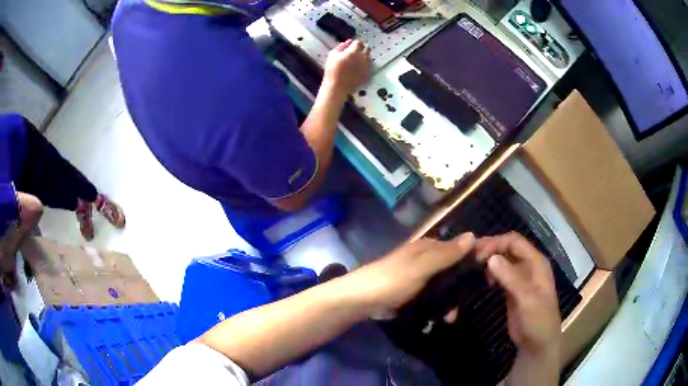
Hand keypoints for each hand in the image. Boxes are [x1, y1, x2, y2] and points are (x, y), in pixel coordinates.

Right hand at [322, 39, 371, 95]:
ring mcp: (367, 66)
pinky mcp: (369, 73)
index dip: (355, 43)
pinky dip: (366, 65)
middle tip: (355, 53)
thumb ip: (341, 46)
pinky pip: (370, 66)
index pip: (359, 42)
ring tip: (357, 62)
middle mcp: (363, 57)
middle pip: (367, 48)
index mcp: (354, 51)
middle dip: (362, 49)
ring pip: (369, 57)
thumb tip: (349, 41)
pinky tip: (359, 69)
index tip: (352, 46)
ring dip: (364, 57)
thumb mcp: (332, 55)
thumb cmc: (332, 70)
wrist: (337, 87)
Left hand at [344, 232, 475, 316]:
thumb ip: (446, 253)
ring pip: (444, 284)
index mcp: (428, 247)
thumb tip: (473, 235)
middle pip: (453, 267)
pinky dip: (438, 305)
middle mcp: (425, 258)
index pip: (459, 247)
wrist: (358, 300)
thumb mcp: (420, 267)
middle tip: (466, 304)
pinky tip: (440, 317)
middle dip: (462, 285)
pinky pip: (432, 296)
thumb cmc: (390, 280)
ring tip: (451, 317)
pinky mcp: (411, 291)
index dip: (475, 256)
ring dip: (450, 299)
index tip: (491, 272)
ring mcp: (418, 276)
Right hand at [475, 232, 560, 357]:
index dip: (496, 243)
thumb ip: (511, 278)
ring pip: (504, 260)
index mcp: (536, 262)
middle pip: (508, 248)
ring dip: (490, 260)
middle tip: (470, 256)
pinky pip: (501, 274)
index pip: (515, 242)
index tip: (477, 253)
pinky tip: (483, 279)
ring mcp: (521, 277)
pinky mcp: (513, 289)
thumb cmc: (537, 319)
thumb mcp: (526, 298)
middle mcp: (529, 265)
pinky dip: (491, 272)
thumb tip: (491, 258)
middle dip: (491, 249)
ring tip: (473, 266)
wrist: (537, 342)